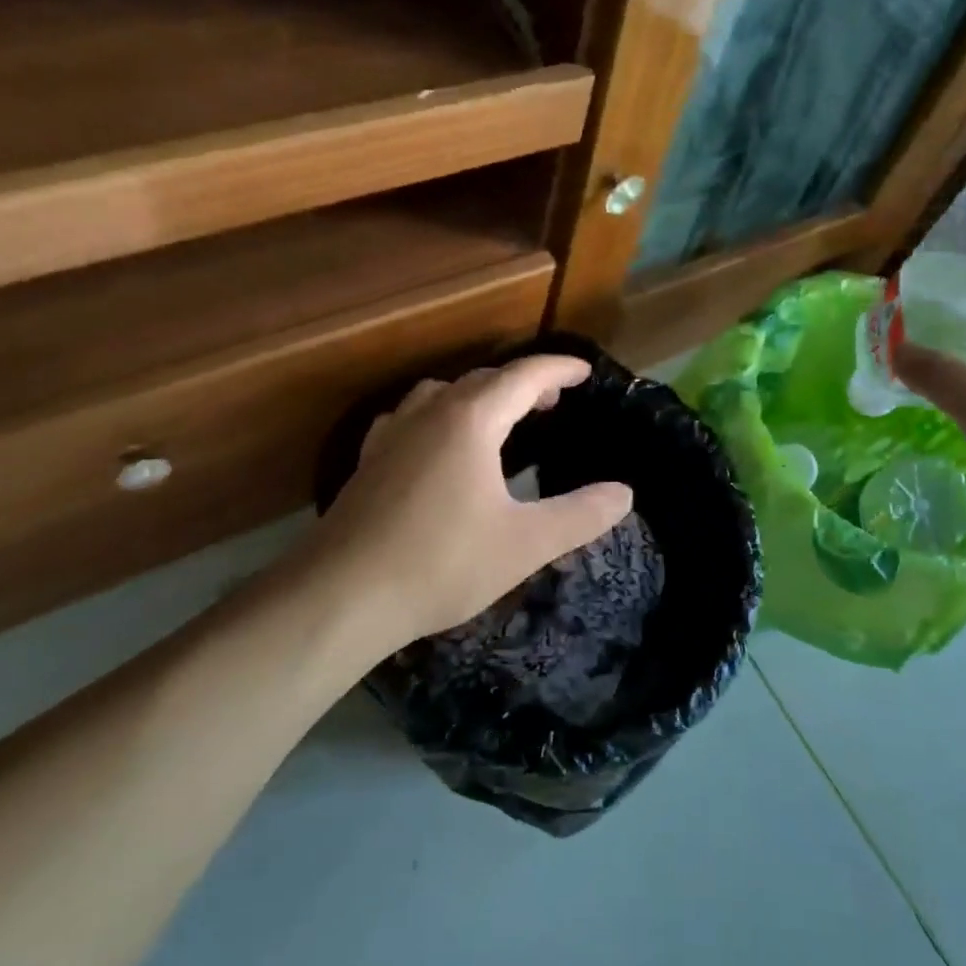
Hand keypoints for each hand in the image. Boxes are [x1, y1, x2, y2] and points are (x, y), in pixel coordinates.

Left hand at [308, 356, 633, 652]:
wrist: (341, 596)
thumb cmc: (441, 563)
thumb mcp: (525, 544)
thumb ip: (580, 515)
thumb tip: (624, 493)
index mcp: (470, 421)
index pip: (523, 376)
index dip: (558, 369)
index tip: (585, 372)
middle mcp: (428, 414)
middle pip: (482, 380)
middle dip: (522, 383)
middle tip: (552, 401)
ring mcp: (391, 436)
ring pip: (441, 393)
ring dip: (477, 395)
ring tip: (498, 417)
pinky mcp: (368, 462)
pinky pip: (409, 419)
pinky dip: (437, 417)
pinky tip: (435, 443)